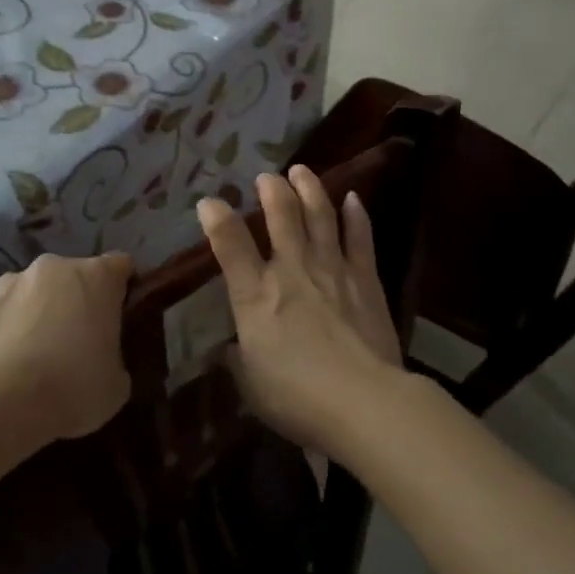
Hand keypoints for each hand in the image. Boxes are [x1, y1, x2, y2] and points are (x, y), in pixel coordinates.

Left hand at [0, 252, 134, 442]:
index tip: (119, 315)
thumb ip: (114, 354)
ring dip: (32, 311)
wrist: (6, 403)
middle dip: (72, 300)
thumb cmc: (76, 387)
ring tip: (28, 352)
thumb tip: (102, 358)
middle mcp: (53, 266)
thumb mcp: (118, 380)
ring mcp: (8, 280)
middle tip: (73, 341)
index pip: (120, 266)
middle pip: (70, 276)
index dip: (122, 288)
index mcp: (97, 277)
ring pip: (27, 290)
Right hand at [198, 167, 405, 453]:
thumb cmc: (297, 398)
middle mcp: (291, 270)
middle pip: (281, 214)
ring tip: (301, 170)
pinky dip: (356, 215)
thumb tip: (229, 349)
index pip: (229, 243)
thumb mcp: (250, 384)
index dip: (216, 217)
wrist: (364, 402)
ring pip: (320, 214)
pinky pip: (360, 237)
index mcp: (255, 294)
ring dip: (309, 188)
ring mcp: (332, 269)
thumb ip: (236, 360)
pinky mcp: (365, 278)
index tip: (209, 202)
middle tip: (266, 177)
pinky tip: (353, 198)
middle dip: (271, 190)